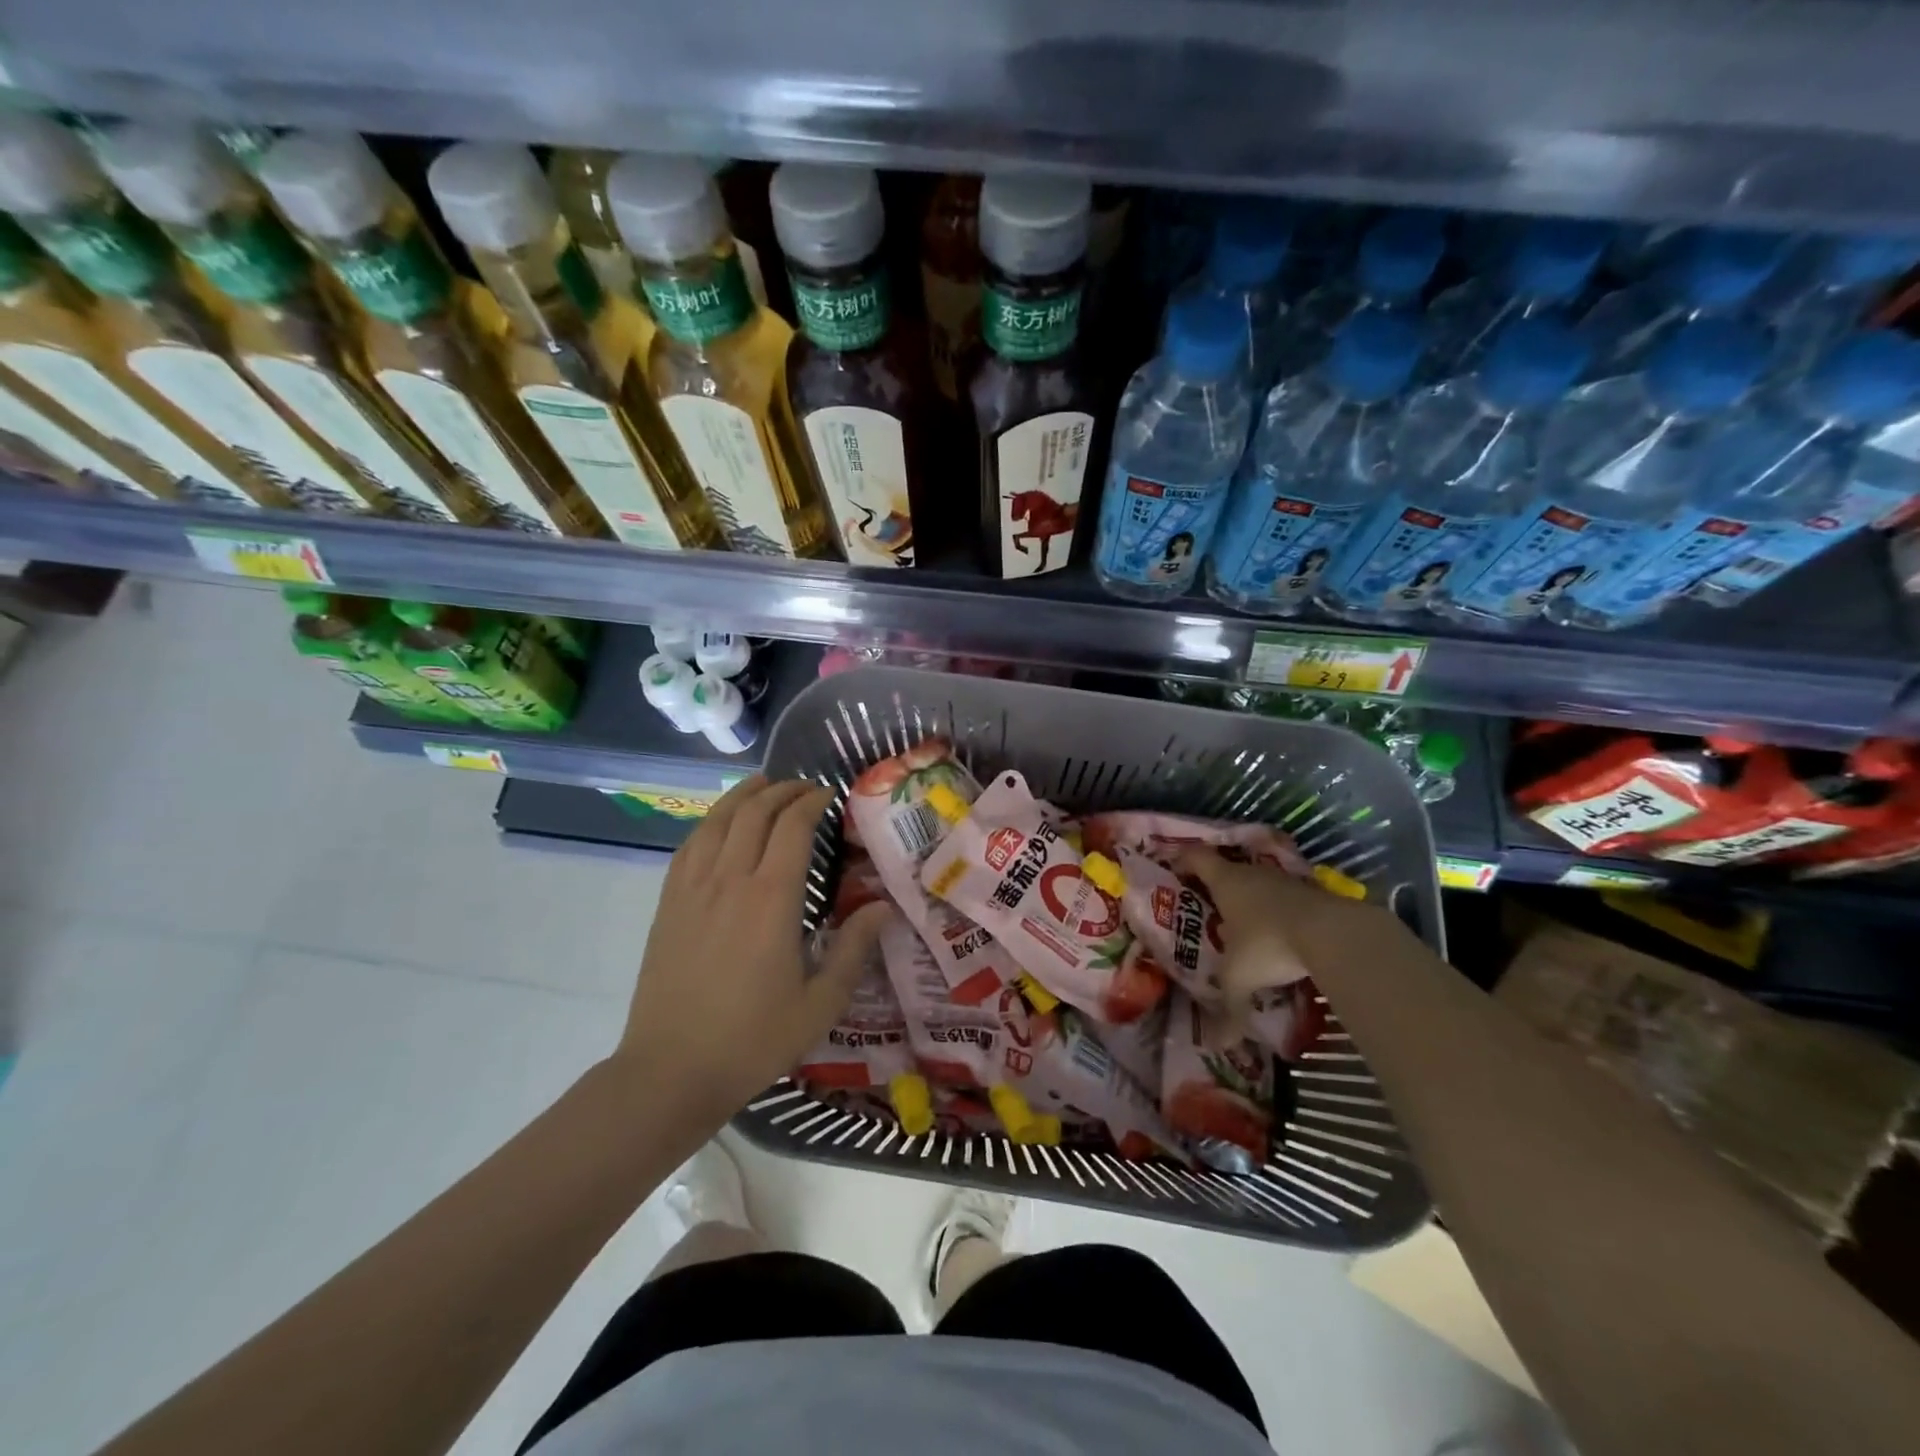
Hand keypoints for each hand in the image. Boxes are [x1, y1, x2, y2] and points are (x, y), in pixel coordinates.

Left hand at [613, 776, 891, 1123]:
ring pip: (717, 821)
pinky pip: (689, 845)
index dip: (812, 801)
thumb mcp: (820, 1002)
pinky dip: (710, 822)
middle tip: (804, 788)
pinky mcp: (668, 904)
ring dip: (743, 796)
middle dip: (782, 791)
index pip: (793, 826)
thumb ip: (853, 948)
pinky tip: (719, 824)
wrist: (672, 1070)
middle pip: (754, 813)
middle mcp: (730, 880)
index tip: (829, 795)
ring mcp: (693, 889)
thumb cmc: (754, 1039)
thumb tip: (882, 907)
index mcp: (772, 898)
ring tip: (763, 786)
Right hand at [1175, 848, 1369, 1004]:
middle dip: (1217, 887)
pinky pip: (1287, 899)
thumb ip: (1229, 1009)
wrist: (1334, 934)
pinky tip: (1281, 934)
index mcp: (1225, 882)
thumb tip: (1218, 1046)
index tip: (1173, 869)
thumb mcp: (1241, 978)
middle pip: (1228, 870)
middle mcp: (1252, 874)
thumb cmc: (1269, 944)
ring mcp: (1285, 881)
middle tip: (1206, 905)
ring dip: (1252, 900)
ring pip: (1260, 884)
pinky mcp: (1313, 894)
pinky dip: (1280, 912)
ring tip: (1244, 923)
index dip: (1183, 861)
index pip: (1196, 858)